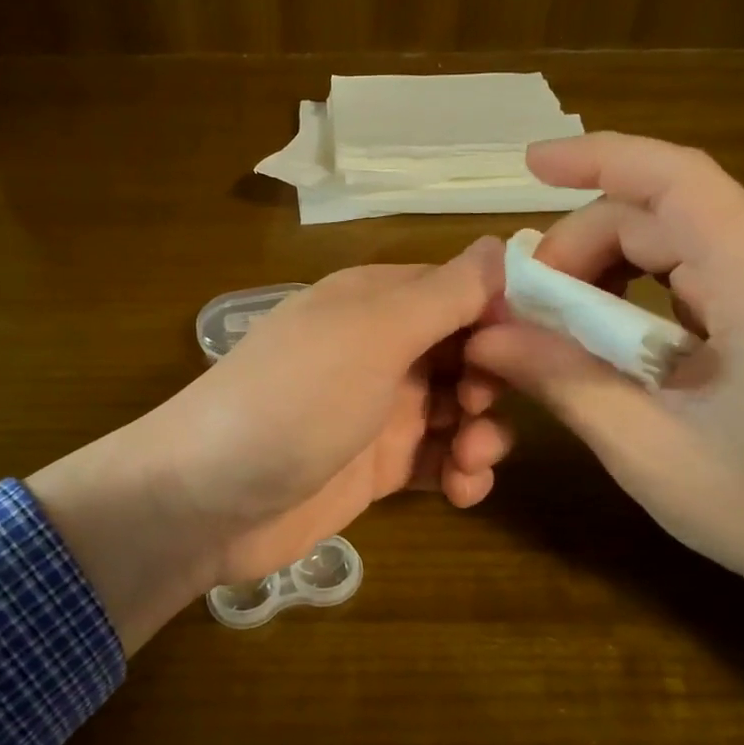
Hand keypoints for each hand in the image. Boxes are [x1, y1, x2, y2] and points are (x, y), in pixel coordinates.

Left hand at [31, 238, 509, 650]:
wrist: (207, 501)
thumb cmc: (293, 402)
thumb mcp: (371, 335)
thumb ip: (442, 293)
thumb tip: (505, 243)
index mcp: (376, 302)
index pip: (463, 291)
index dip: (504, 316)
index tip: (536, 350)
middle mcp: (381, 348)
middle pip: (468, 352)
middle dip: (492, 381)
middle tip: (479, 410)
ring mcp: (378, 410)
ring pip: (459, 410)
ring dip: (481, 434)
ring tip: (470, 463)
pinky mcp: (376, 467)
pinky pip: (437, 460)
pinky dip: (459, 473)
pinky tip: (461, 491)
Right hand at [467, 133, 743, 744]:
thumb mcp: (646, 449)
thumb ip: (562, 380)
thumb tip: (484, 335)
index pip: (676, 180)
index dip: (598, 158)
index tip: (528, 167)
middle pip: (654, 214)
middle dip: (576, 249)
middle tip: (521, 314)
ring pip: (663, 238)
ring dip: (596, 270)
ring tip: (551, 329)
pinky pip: (680, 269)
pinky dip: (625, 291)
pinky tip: (598, 337)